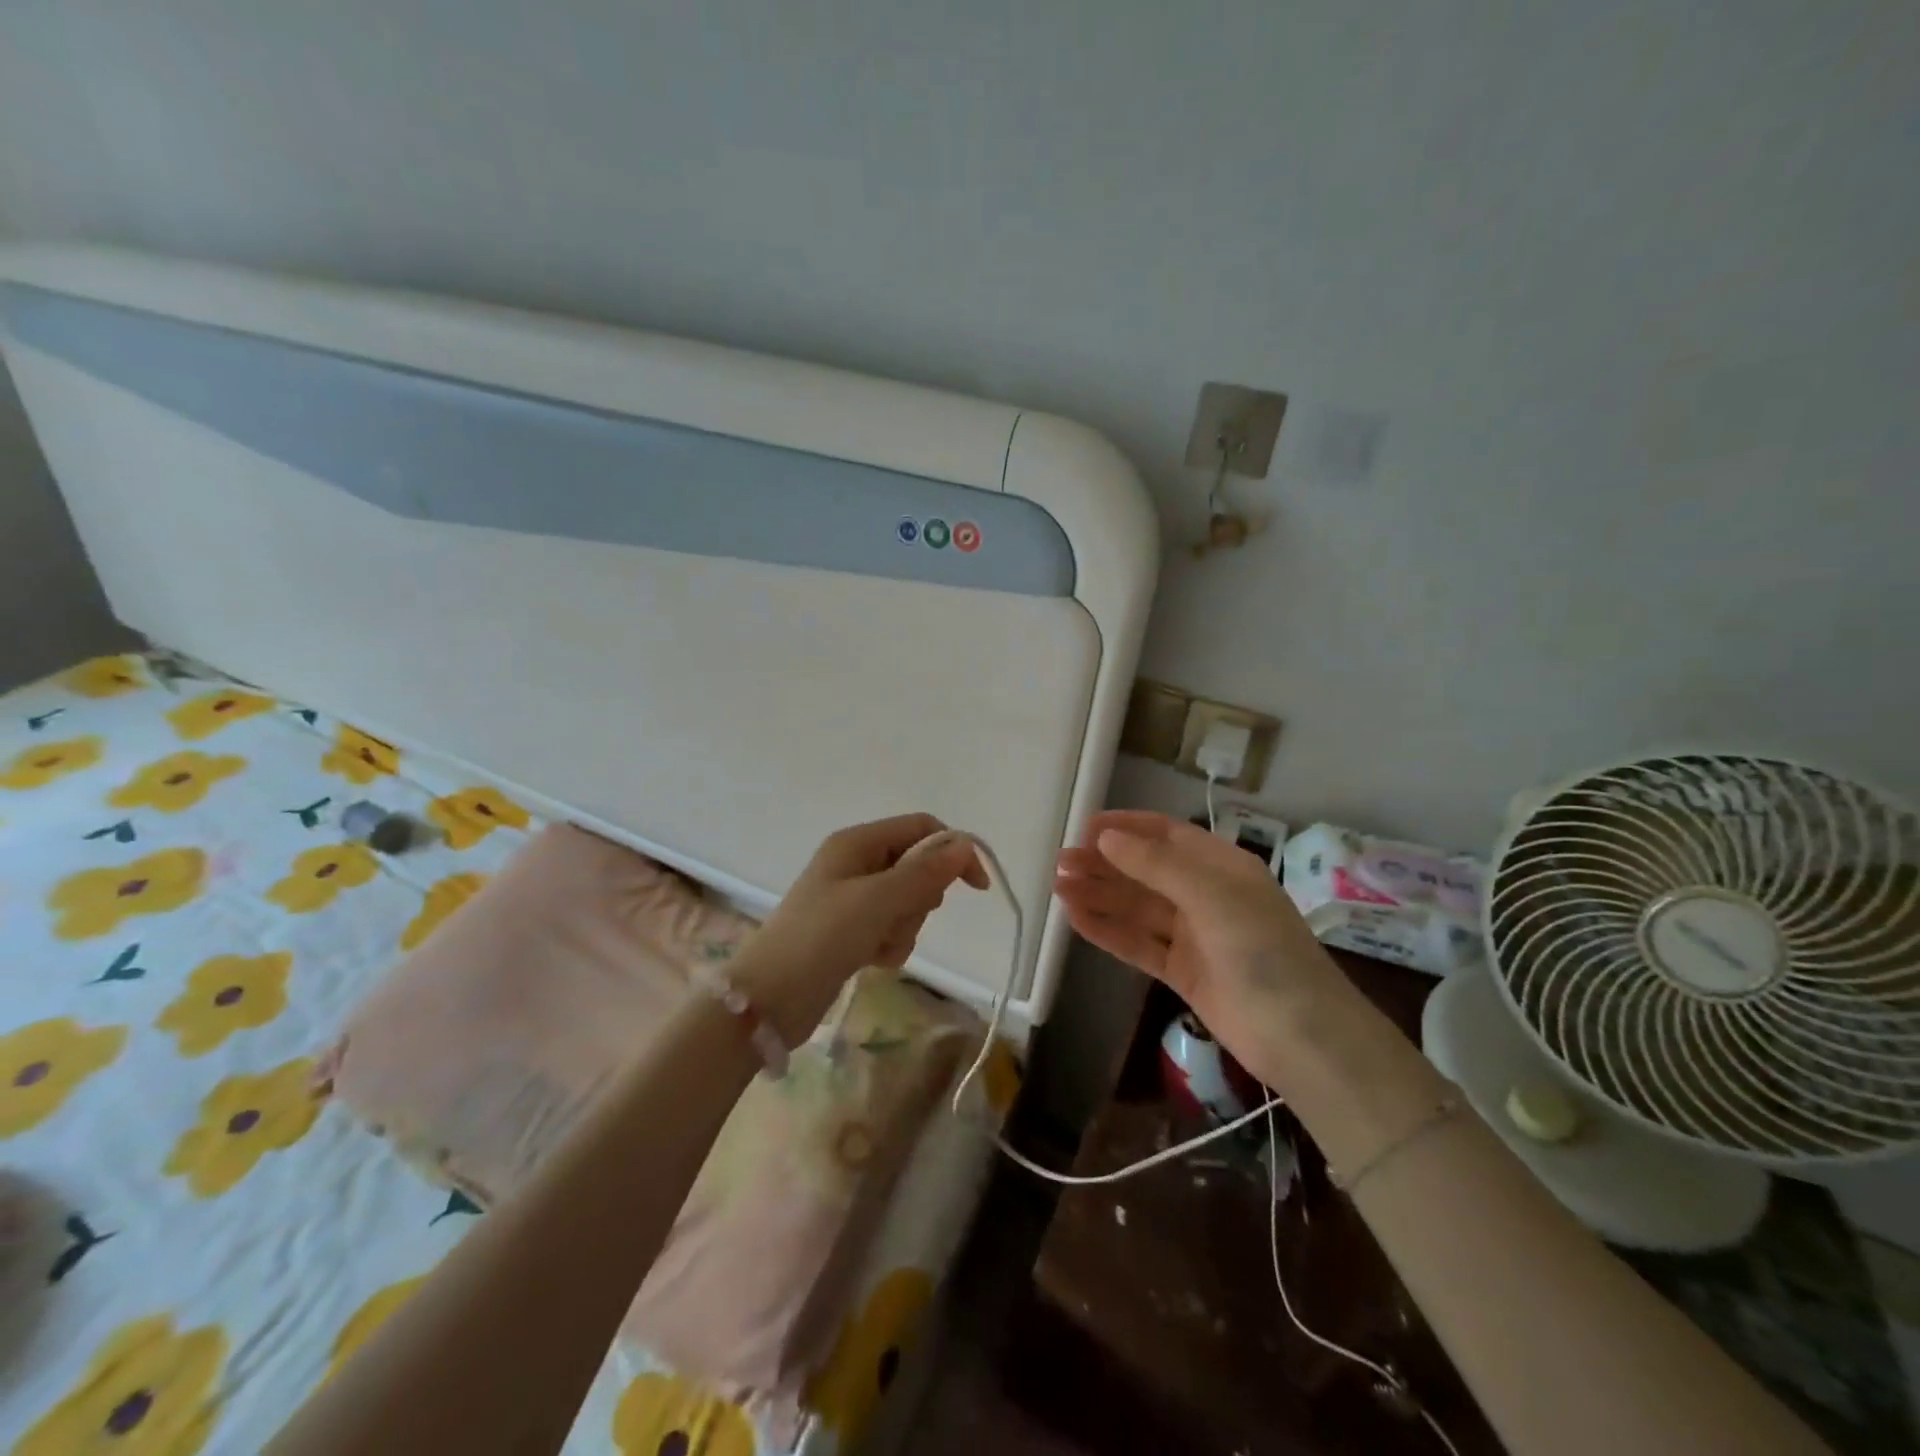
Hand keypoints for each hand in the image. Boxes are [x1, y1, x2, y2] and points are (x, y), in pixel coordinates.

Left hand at [734, 814, 988, 1043]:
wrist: (768, 1000)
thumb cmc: (820, 938)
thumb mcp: (876, 901)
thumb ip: (923, 873)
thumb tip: (965, 844)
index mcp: (857, 842)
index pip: (921, 829)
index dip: (952, 851)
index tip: (976, 887)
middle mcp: (856, 863)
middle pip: (917, 867)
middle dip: (920, 897)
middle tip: (897, 918)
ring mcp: (852, 899)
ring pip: (907, 902)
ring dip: (904, 926)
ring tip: (878, 945)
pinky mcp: (851, 931)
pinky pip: (892, 927)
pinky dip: (891, 943)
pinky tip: (872, 960)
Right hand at [1054, 810, 1354, 1090]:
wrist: (1302, 1038)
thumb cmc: (1263, 952)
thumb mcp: (1213, 897)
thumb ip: (1157, 866)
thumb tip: (1106, 837)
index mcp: (1222, 867)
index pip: (1167, 835)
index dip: (1126, 827)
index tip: (1084, 827)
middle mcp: (1206, 894)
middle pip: (1146, 871)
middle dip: (1104, 863)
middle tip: (1060, 862)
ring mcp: (1194, 935)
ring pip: (1137, 907)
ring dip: (1099, 895)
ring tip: (1058, 887)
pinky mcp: (1182, 971)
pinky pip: (1138, 943)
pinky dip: (1108, 931)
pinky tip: (1076, 920)